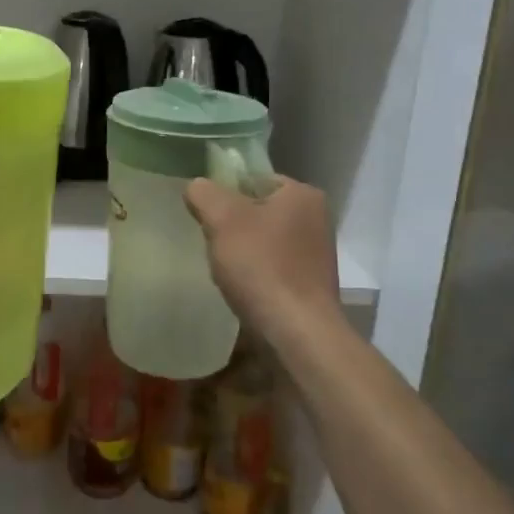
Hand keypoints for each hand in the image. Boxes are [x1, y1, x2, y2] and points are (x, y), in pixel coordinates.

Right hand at [184, 175, 341, 339]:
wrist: (296, 333)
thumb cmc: (262, 266)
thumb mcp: (223, 219)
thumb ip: (204, 194)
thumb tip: (197, 187)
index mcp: (303, 195)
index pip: (253, 179)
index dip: (224, 194)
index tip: (205, 216)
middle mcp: (316, 219)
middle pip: (257, 211)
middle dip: (231, 226)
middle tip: (211, 243)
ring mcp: (315, 254)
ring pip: (262, 241)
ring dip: (241, 253)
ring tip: (223, 270)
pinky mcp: (309, 285)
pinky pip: (271, 268)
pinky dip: (254, 275)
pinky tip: (240, 290)